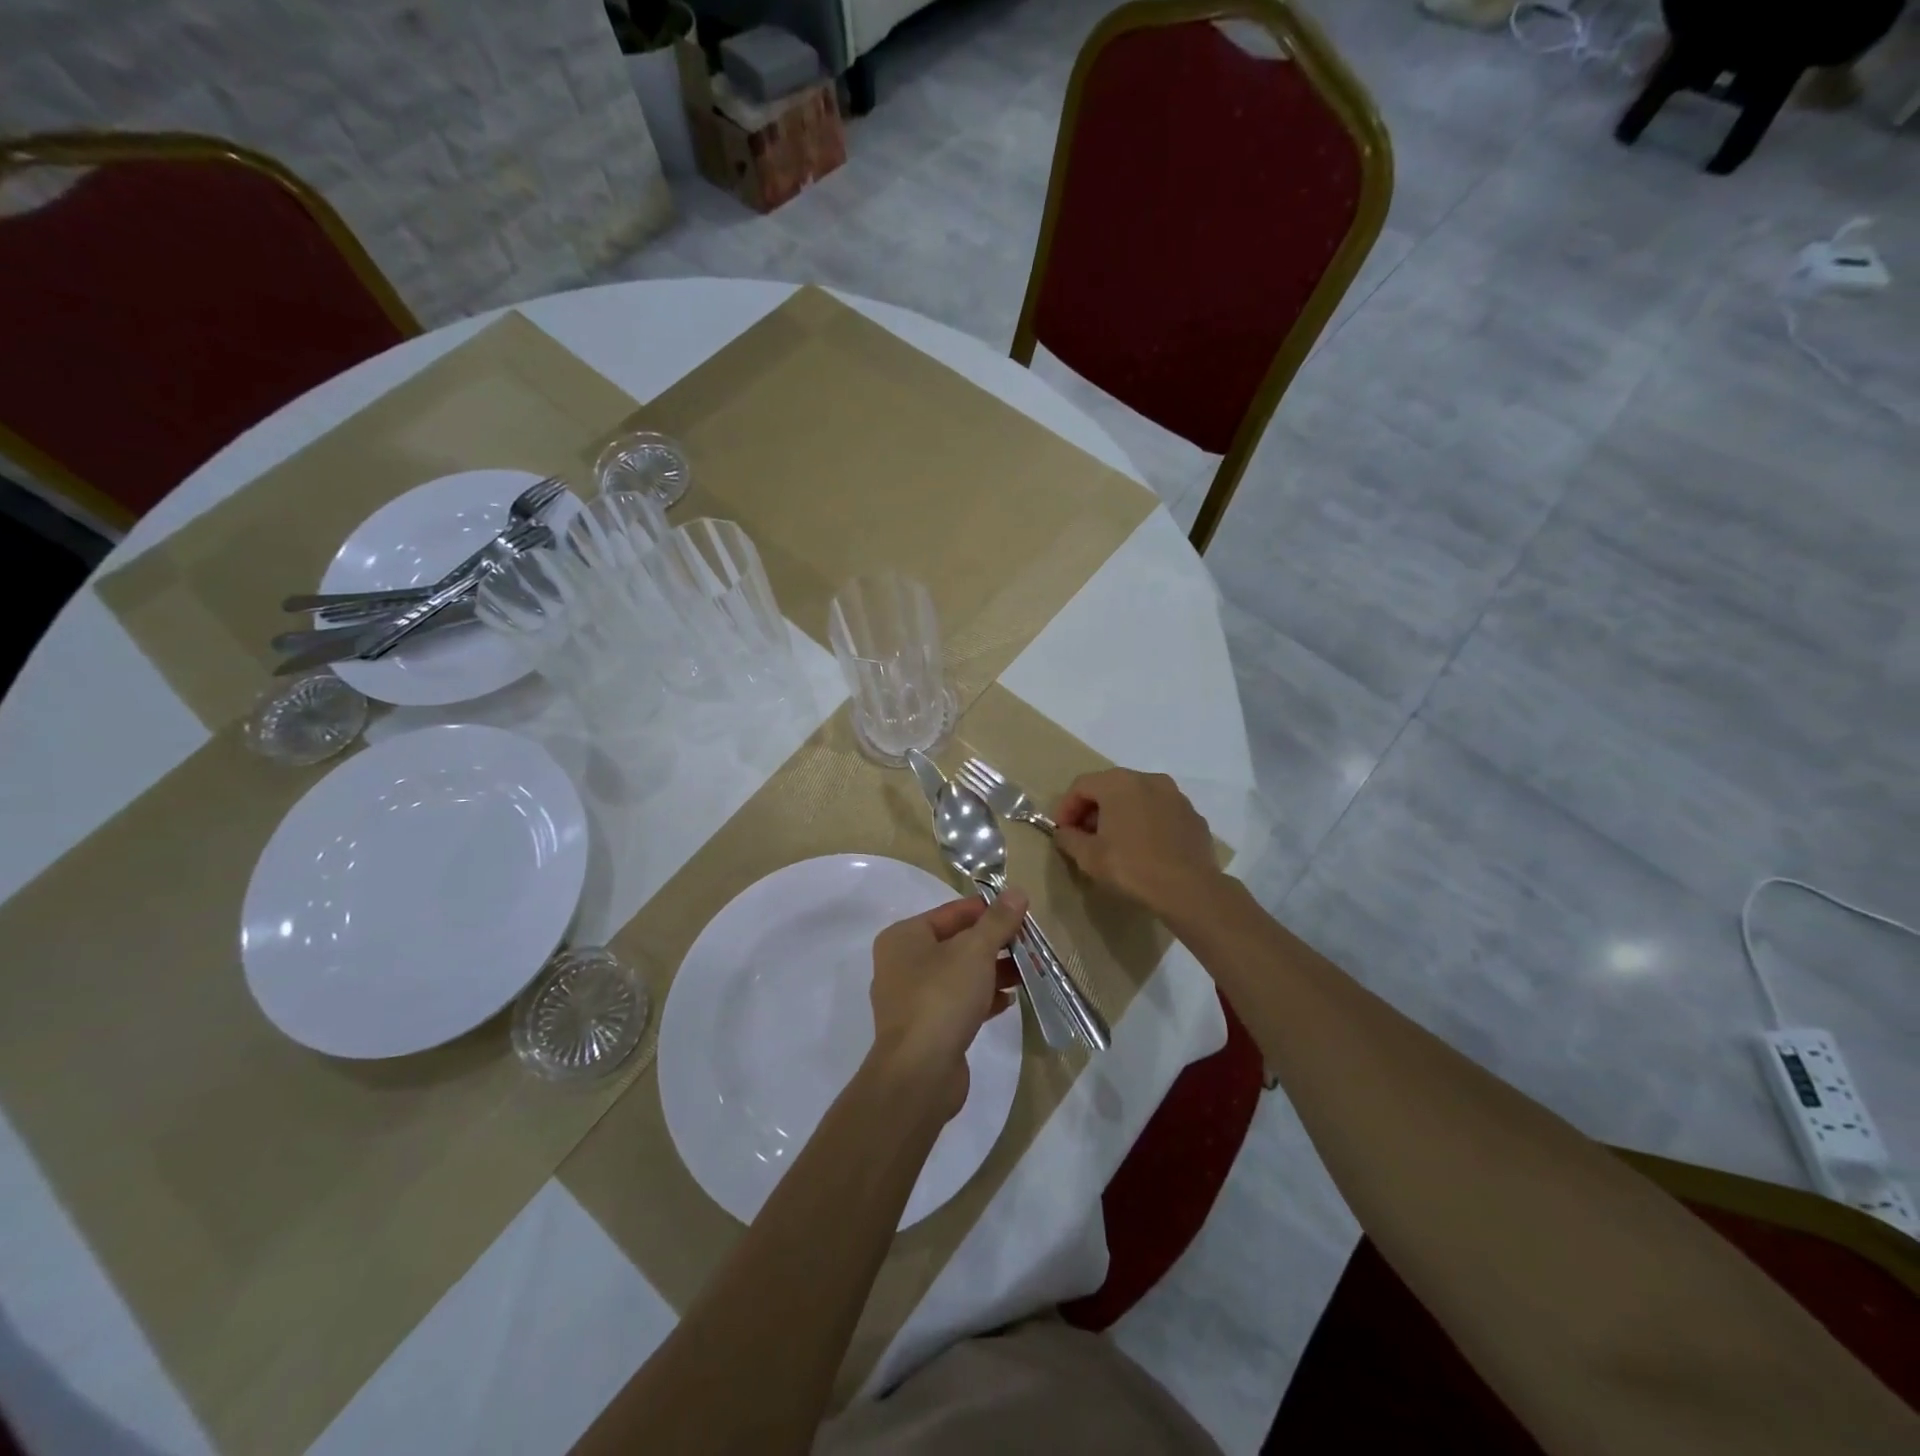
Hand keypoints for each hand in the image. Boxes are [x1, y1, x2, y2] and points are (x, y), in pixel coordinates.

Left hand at [868, 891, 1027, 1123]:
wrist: (919, 1073)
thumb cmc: (942, 997)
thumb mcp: (975, 951)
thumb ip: (997, 921)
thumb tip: (1017, 892)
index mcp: (904, 937)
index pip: (952, 912)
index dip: (988, 910)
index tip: (1022, 913)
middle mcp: (902, 964)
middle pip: (957, 943)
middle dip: (995, 943)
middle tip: (1031, 944)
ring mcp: (912, 999)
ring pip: (960, 974)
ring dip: (994, 971)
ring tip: (1029, 971)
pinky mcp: (927, 1029)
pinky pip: (959, 1002)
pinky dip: (983, 997)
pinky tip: (1009, 1000)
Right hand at [1052, 769, 1221, 919]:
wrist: (1189, 890)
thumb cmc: (1131, 867)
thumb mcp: (1088, 857)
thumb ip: (1068, 838)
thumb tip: (1064, 832)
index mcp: (1119, 783)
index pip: (1081, 786)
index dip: (1066, 808)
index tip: (1061, 831)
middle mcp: (1149, 779)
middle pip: (1110, 787)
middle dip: (1093, 810)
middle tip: (1084, 836)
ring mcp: (1176, 796)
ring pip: (1138, 798)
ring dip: (1121, 815)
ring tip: (1114, 843)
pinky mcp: (1193, 816)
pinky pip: (1161, 813)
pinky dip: (1147, 823)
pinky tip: (1144, 849)